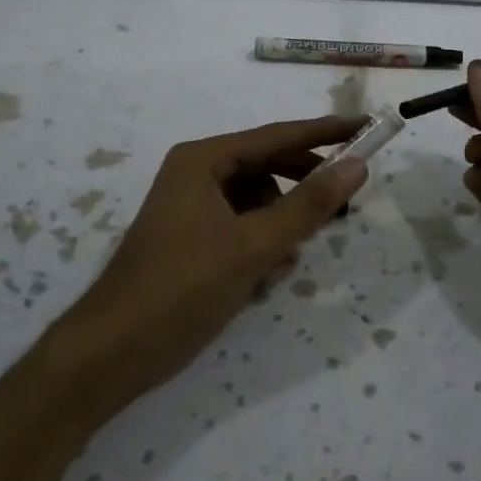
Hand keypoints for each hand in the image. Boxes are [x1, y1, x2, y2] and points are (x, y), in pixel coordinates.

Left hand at [56, 116, 368, 411]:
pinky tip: (267, 276)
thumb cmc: (182, 288)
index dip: (326, 132)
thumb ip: (309, 204)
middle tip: (346, 205)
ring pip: (258, 202)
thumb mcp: (254, 245)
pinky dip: (262, 245)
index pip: (278, 136)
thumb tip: (357, 164)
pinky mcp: (194, 241)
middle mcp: (197, 174)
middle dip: (304, 188)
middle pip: (268, 167)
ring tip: (291, 256)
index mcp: (203, 160)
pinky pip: (243, 228)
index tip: (368, 126)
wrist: (111, 354)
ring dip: (282, 225)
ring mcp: (193, 209)